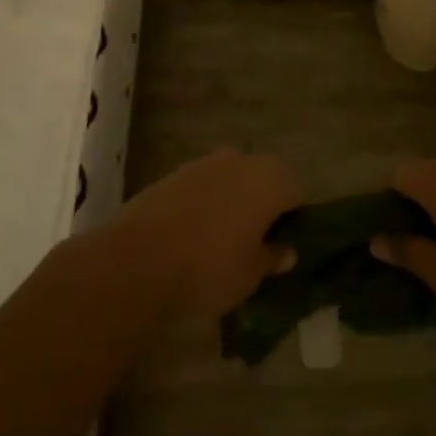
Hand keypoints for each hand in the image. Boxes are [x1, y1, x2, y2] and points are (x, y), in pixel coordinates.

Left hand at [106, 149, 300, 319]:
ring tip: (224, 239)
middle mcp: (240, 160)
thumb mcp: (251, 274)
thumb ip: (272, 258)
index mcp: (269, 180)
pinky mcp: (175, 172)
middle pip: (264, 178)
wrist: (138, 259)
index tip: (285, 244)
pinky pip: (204, 185)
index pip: (296, 191)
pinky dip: (206, 202)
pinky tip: (194, 233)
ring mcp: (205, 162)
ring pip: (232, 179)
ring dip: (234, 200)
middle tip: (257, 241)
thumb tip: (286, 251)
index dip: (294, 218)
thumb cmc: (210, 267)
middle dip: (264, 204)